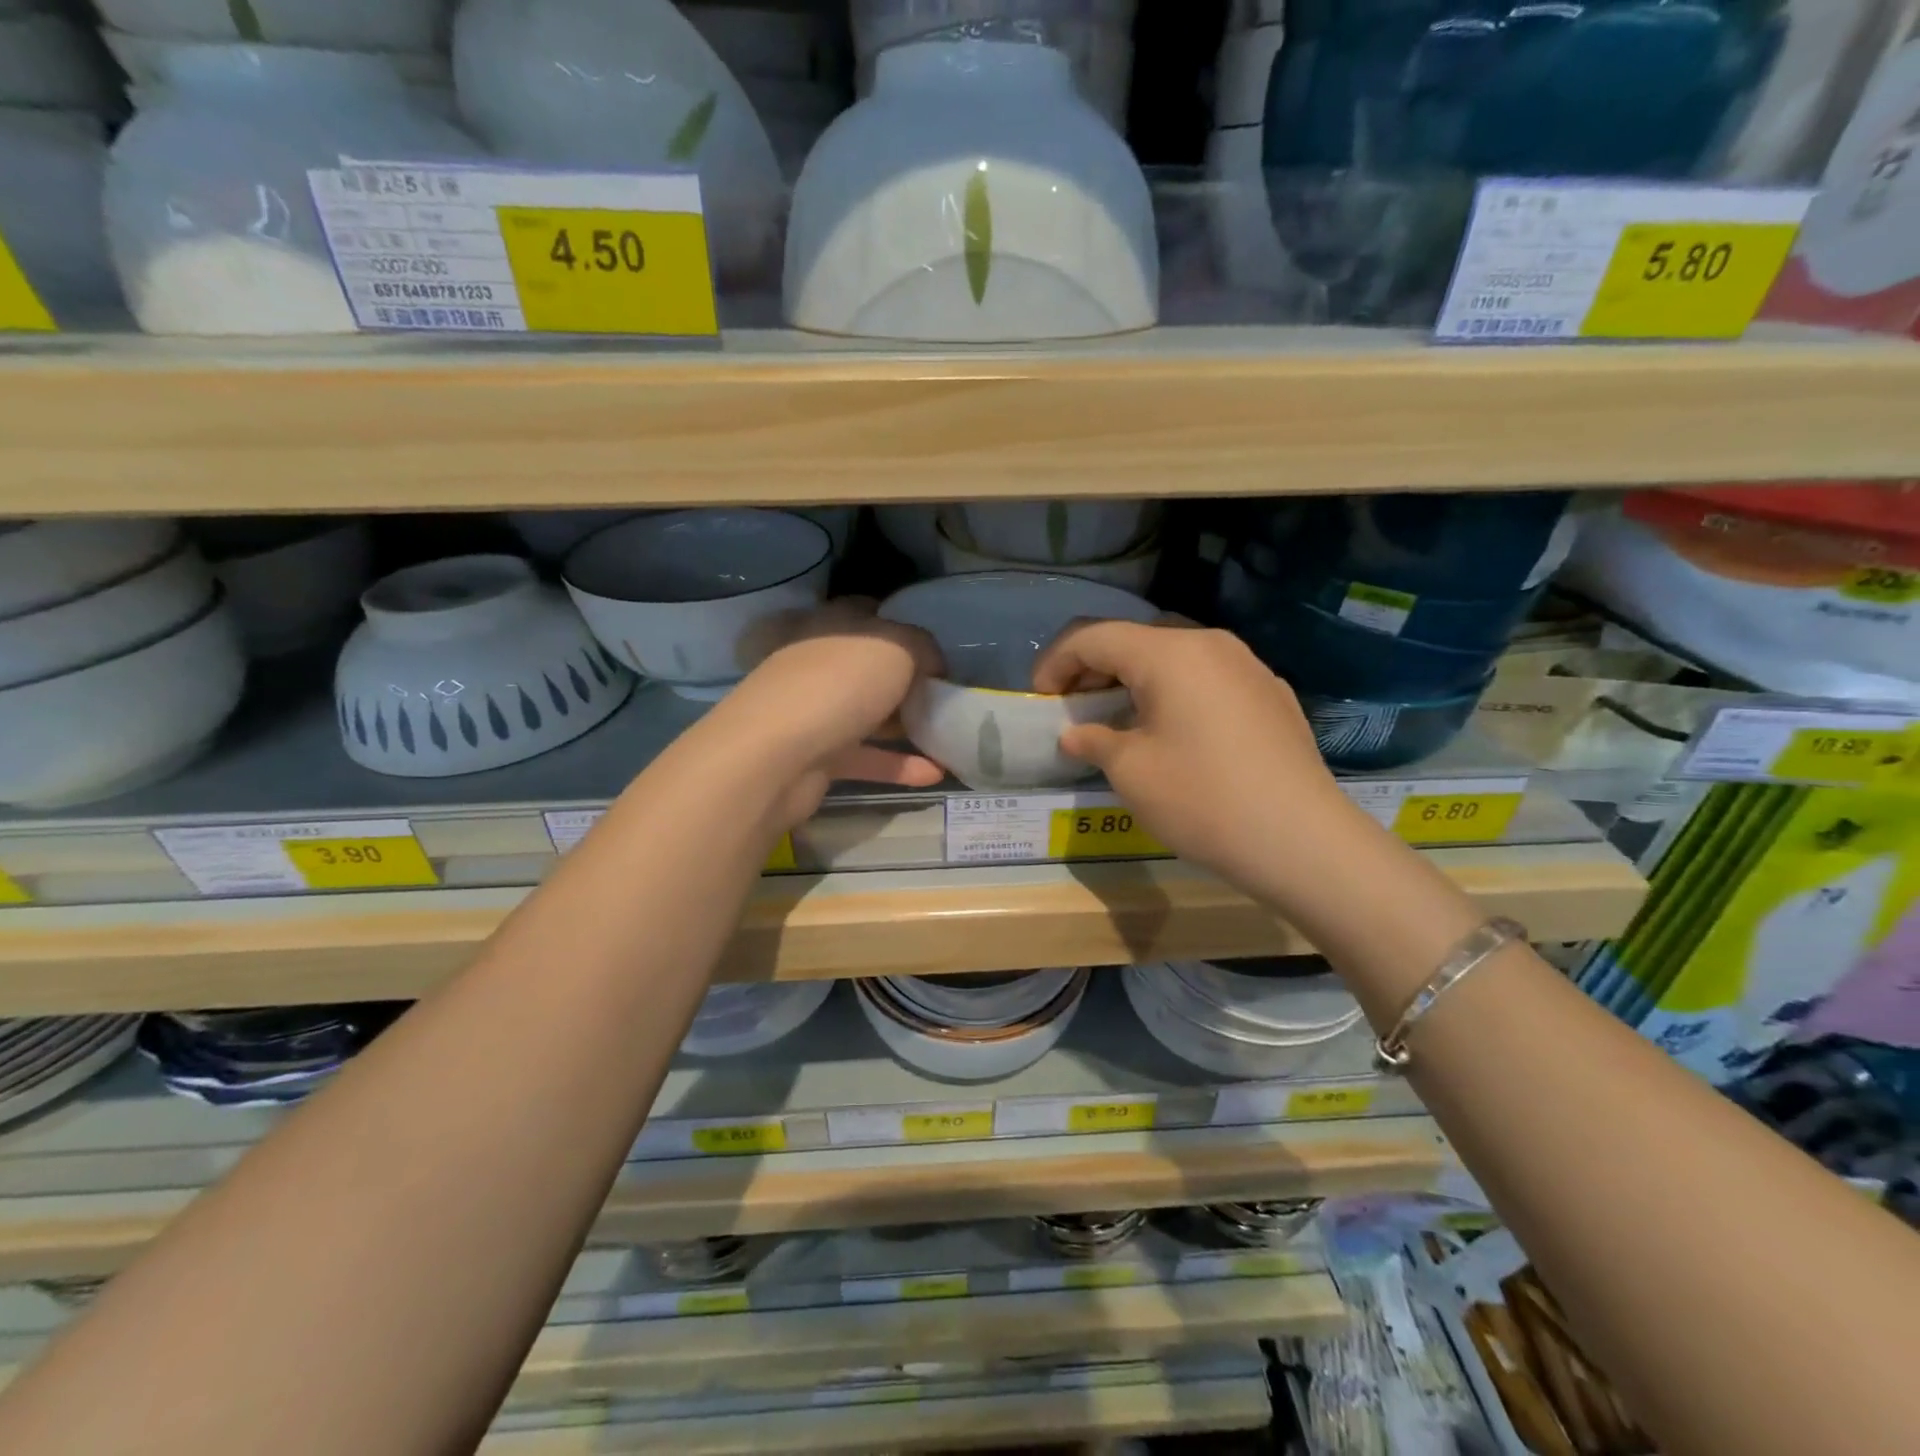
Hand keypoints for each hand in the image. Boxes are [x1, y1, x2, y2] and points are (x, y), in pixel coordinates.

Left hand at [706, 599, 946, 824]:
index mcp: (829, 625)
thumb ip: (923, 647)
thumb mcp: (897, 646)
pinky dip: (898, 765)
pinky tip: (934, 773)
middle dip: (906, 679)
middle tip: (946, 694)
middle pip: (868, 667)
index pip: (866, 611)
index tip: (935, 647)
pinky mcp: (816, 756)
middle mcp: (817, 663)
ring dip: (905, 725)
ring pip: (867, 714)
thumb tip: (933, 664)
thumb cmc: (839, 684)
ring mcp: (814, 712)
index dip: (901, 622)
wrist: (777, 756)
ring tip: (947, 735)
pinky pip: (865, 757)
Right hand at [1031, 622, 1365, 897]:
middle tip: (1073, 708)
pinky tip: (1172, 732)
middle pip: (1135, 640)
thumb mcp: (1131, 772)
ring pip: (1174, 657)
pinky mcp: (1270, 694)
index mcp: (1169, 653)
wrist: (1302, 840)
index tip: (1039, 699)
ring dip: (1135, 679)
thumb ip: (1093, 740)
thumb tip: (1075, 733)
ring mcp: (1248, 666)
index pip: (1094, 637)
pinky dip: (1174, 692)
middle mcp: (1210, 644)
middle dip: (1095, 668)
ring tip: (1118, 719)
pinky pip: (1207, 678)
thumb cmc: (1202, 799)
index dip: (1056, 662)